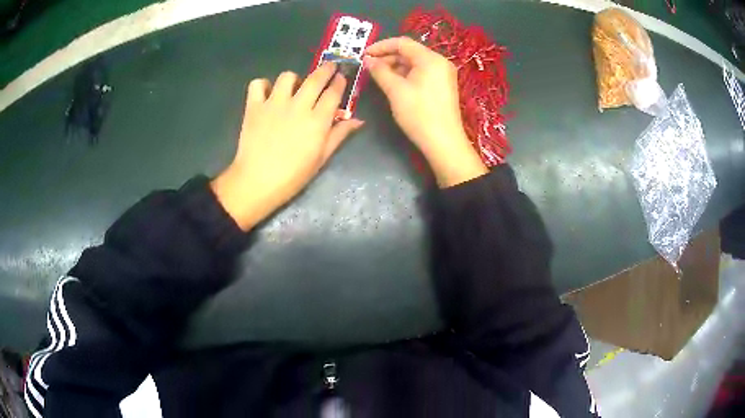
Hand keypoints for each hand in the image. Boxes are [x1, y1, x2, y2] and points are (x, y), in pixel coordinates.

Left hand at [212, 63, 363, 230]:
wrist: (257, 182)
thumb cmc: (293, 175)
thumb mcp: (321, 158)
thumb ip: (339, 135)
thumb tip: (358, 120)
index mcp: (317, 120)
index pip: (333, 93)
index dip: (340, 82)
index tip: (342, 77)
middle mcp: (298, 106)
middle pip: (316, 78)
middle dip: (326, 69)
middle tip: (330, 67)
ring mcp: (274, 103)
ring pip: (287, 77)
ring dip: (294, 79)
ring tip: (293, 88)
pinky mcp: (254, 106)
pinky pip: (258, 84)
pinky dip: (263, 85)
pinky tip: (267, 94)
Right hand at [364, 37, 486, 187]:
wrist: (444, 143)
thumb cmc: (419, 114)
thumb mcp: (395, 90)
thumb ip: (380, 71)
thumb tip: (368, 60)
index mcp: (430, 59)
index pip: (402, 43)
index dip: (381, 46)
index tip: (364, 55)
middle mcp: (439, 62)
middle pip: (409, 52)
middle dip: (387, 57)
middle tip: (368, 67)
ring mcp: (443, 75)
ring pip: (414, 63)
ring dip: (395, 67)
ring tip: (377, 76)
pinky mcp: (442, 86)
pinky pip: (421, 73)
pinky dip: (406, 75)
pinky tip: (393, 83)